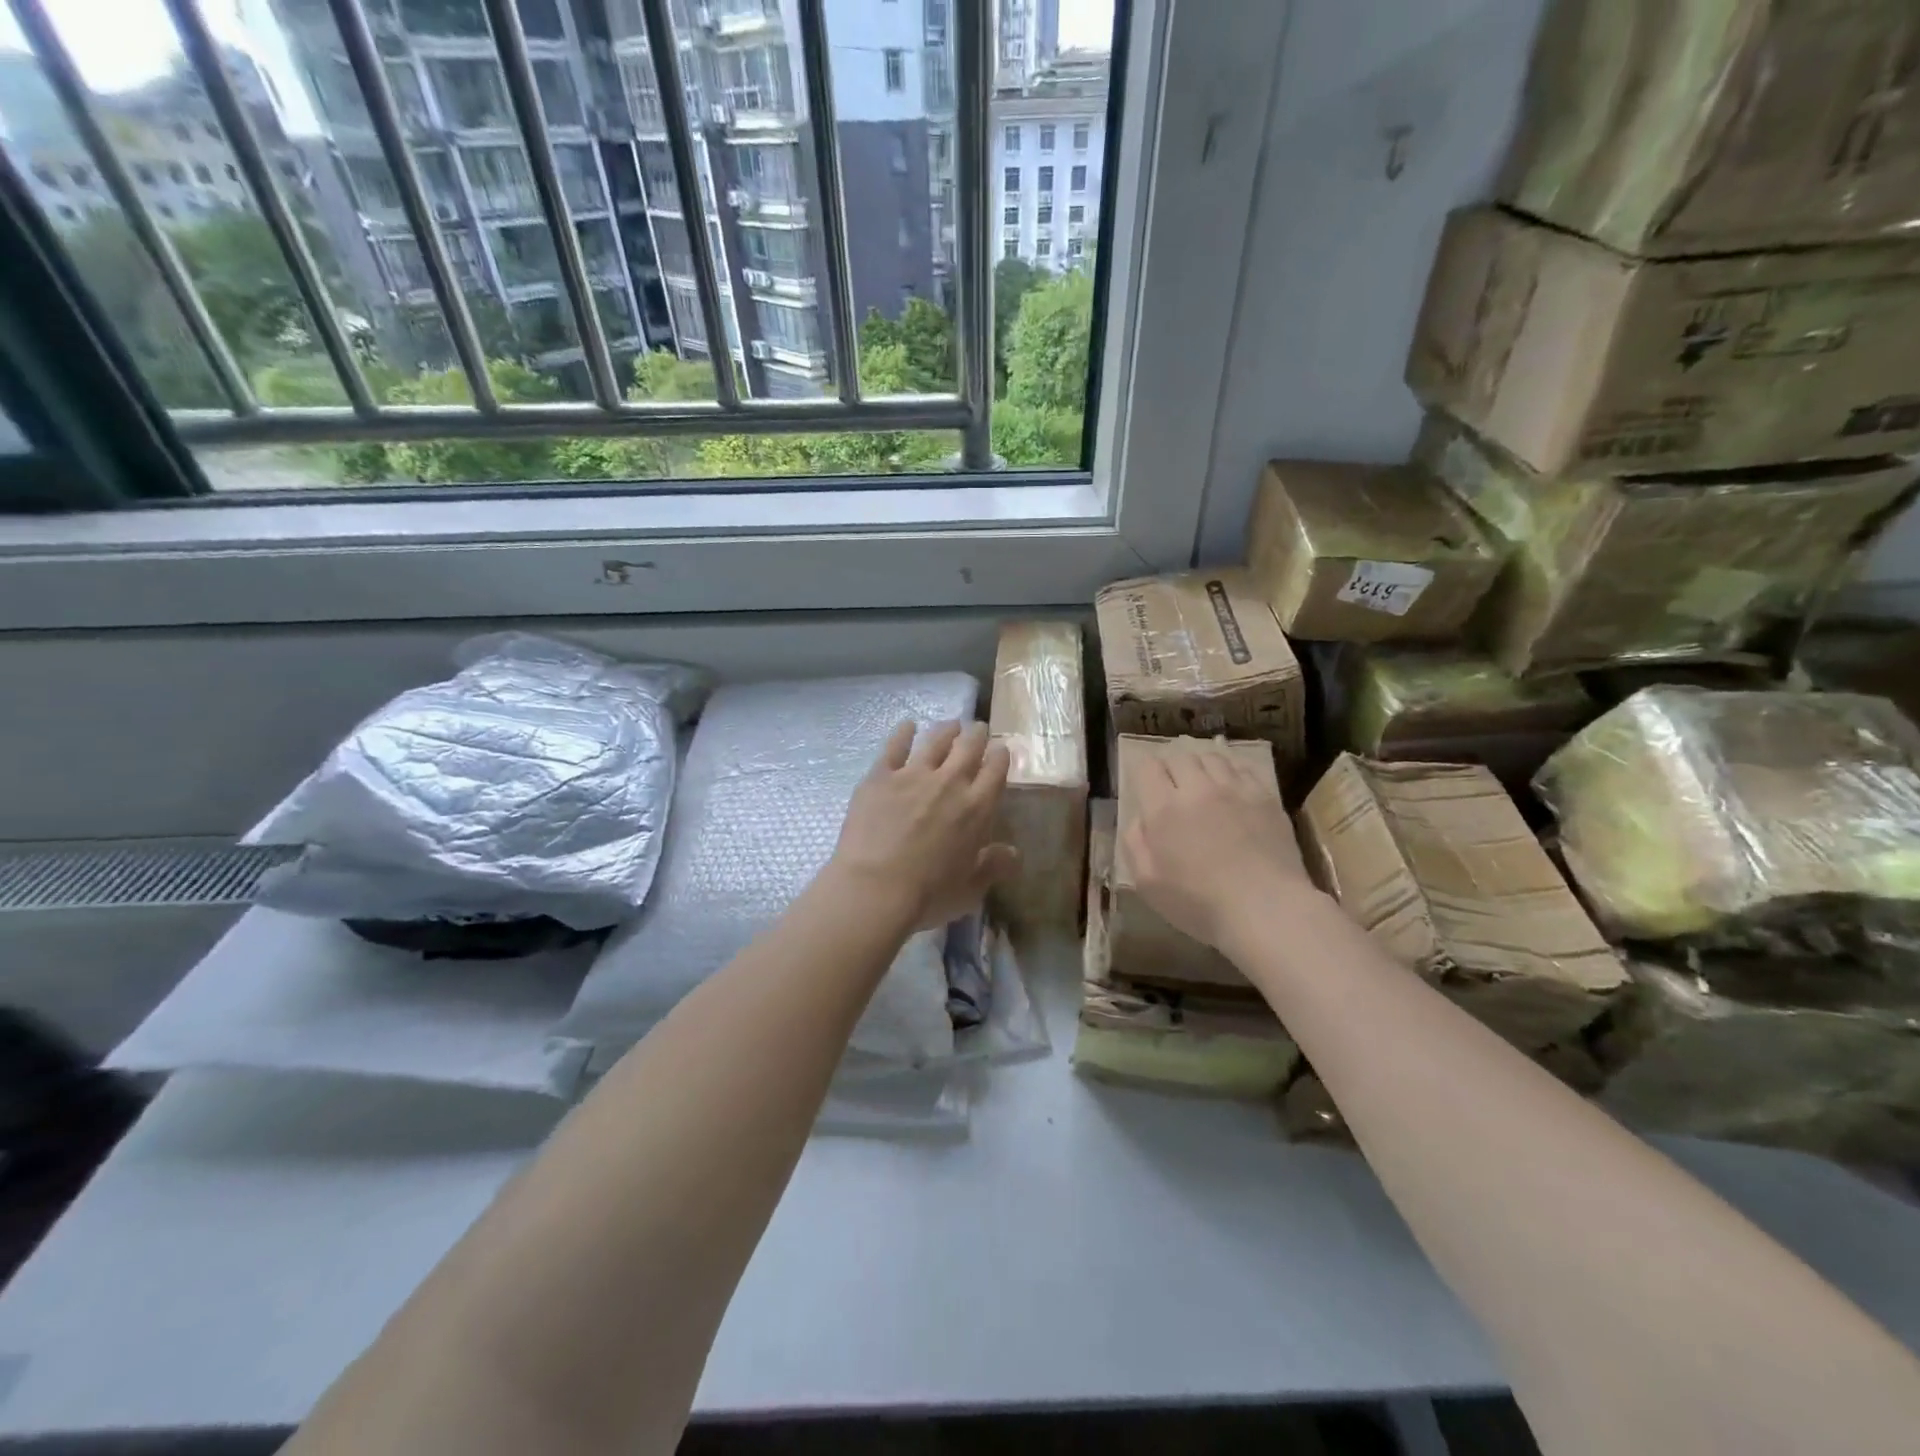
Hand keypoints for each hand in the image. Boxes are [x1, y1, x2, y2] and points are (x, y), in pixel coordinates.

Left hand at [829, 720, 1019, 931]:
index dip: (1000, 756)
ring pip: (936, 740)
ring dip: (947, 730)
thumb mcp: (970, 888)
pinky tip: (908, 726)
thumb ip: (993, 866)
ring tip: (951, 724)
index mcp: (977, 807)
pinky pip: (895, 746)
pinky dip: (904, 732)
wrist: (875, 888)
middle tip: (978, 729)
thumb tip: (1013, 853)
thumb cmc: (928, 895)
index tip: (1000, 749)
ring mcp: (913, 775)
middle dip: (977, 734)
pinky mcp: (880, 776)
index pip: (996, 770)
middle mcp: (950, 782)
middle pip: (969, 747)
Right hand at [1122, 740, 1317, 955]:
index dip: (1144, 773)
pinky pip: (1242, 768)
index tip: (1147, 788)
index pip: (1147, 767)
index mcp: (1164, 809)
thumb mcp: (1147, 884)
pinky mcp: (1265, 796)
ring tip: (1203, 785)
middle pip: (1180, 757)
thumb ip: (1135, 844)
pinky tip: (1231, 790)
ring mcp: (1235, 789)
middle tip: (1174, 789)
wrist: (1266, 909)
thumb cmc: (1200, 904)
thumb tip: (1140, 820)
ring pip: (1212, 758)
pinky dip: (1231, 772)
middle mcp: (1198, 789)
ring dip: (1201, 767)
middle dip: (1172, 768)